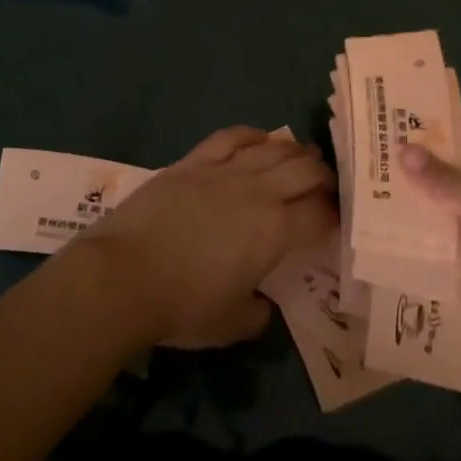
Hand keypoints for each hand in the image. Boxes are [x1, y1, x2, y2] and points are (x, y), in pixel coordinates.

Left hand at [87, 127, 335, 349]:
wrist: (122, 277)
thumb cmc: (182, 306)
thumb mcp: (231, 325)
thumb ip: (258, 314)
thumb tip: (264, 305)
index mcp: (275, 232)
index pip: (320, 213)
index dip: (335, 214)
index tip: (338, 219)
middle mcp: (258, 193)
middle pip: (305, 170)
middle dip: (324, 175)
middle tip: (327, 186)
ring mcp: (224, 172)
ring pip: (273, 149)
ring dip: (295, 151)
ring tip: (303, 157)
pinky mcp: (193, 163)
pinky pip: (231, 137)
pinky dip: (253, 135)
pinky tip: (261, 139)